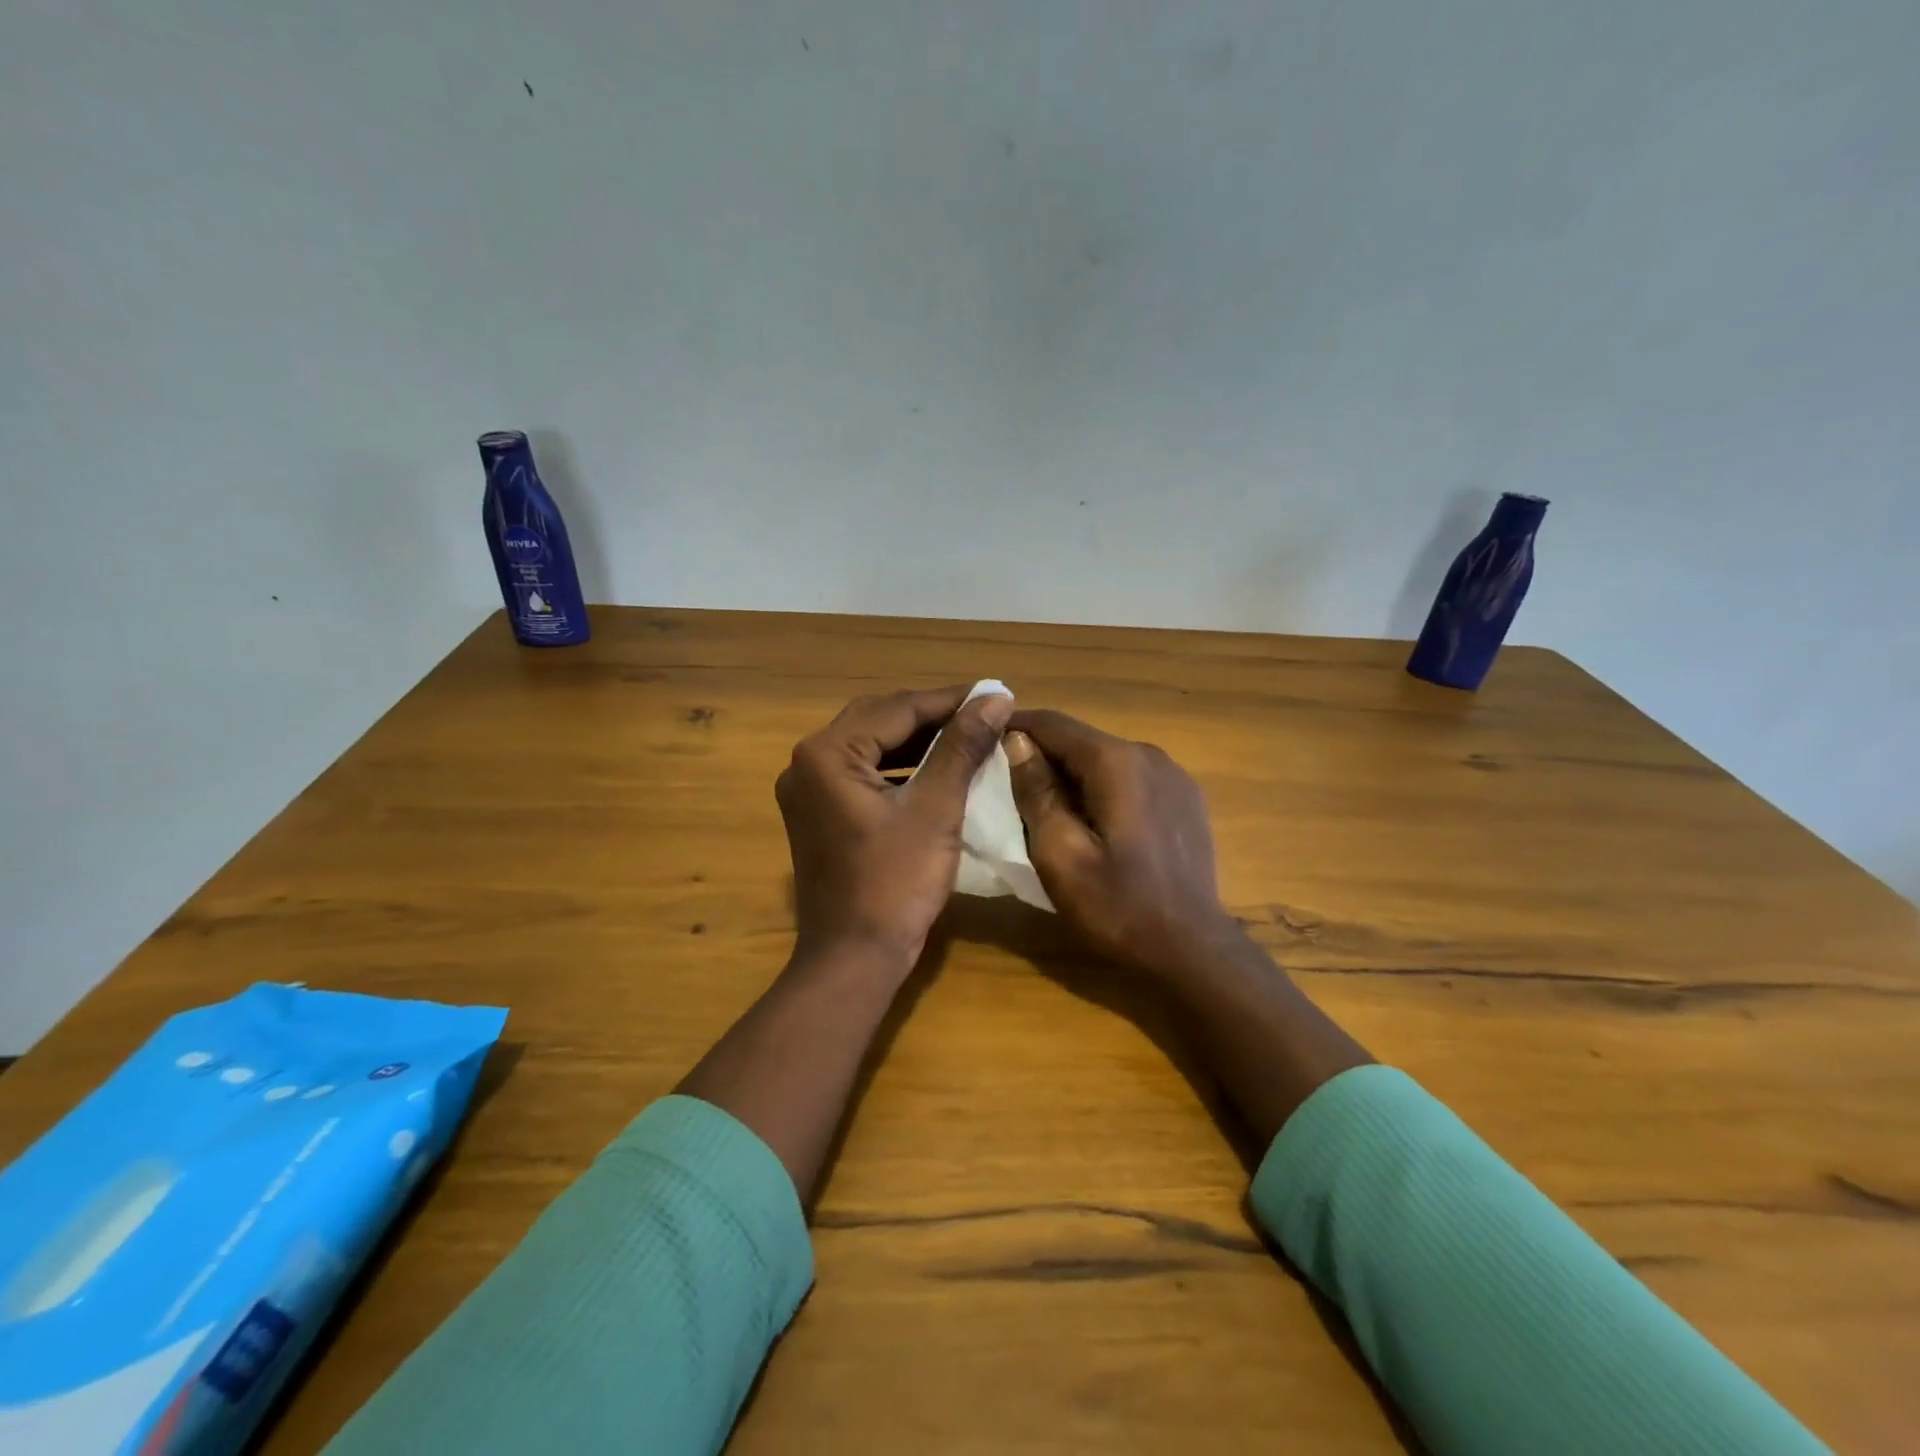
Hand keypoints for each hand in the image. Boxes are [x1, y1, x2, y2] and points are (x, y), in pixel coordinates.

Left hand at [777, 686, 1014, 969]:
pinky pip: (862, 773)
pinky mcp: (818, 813)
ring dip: (916, 740)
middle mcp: (807, 762)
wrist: (854, 958)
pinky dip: (898, 767)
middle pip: (879, 720)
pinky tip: (934, 769)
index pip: (898, 709)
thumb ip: (962, 747)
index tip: (996, 694)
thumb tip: (994, 698)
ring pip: (870, 745)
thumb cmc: (896, 884)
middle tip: (983, 713)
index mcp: (827, 753)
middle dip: (933, 716)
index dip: (951, 700)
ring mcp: (807, 789)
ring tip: (966, 735)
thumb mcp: (936, 809)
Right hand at [1004, 710, 1244, 980]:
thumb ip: (1036, 792)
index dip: (1015, 727)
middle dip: (1043, 755)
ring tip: (1046, 805)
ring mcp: (1174, 775)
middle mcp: (1149, 754)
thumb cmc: (1117, 906)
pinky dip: (1104, 787)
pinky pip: (1132, 778)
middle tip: (1008, 783)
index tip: (984, 739)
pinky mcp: (1186, 798)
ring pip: (1107, 759)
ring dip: (1074, 774)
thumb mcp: (1060, 855)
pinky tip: (1094, 821)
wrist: (1193, 951)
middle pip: (1082, 741)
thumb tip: (1017, 741)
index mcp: (1116, 762)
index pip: (1054, 724)